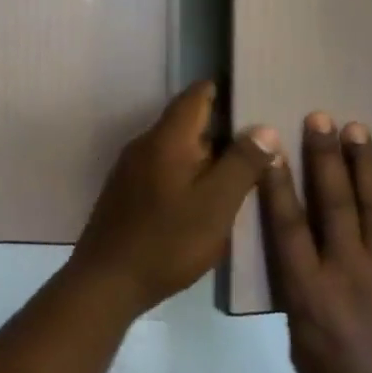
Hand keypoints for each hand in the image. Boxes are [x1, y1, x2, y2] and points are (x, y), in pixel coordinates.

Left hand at [69, 83, 279, 314]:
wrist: (107, 281)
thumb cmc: (167, 241)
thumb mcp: (216, 204)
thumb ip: (241, 163)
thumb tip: (264, 127)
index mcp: (167, 138)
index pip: (197, 95)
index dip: (226, 91)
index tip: (257, 97)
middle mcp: (145, 144)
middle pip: (188, 122)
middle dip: (224, 127)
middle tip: (263, 141)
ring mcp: (132, 169)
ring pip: (177, 148)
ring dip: (207, 154)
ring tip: (243, 169)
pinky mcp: (127, 192)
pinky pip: (165, 169)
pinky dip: (189, 173)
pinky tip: (208, 196)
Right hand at [259, 114, 371, 372]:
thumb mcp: (303, 351)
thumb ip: (301, 302)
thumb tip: (303, 270)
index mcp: (310, 291)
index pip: (287, 225)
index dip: (277, 183)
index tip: (270, 148)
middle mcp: (349, 269)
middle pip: (333, 202)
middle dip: (324, 157)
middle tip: (320, 118)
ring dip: (365, 165)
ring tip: (358, 129)